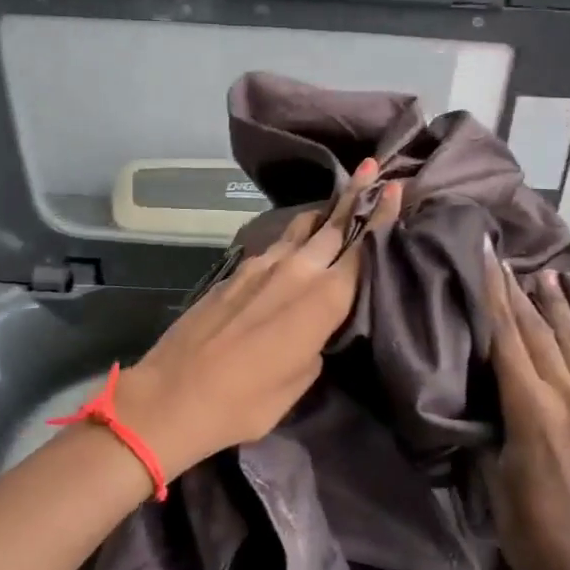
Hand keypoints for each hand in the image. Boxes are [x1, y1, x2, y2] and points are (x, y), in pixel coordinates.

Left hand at [117, 164, 402, 478]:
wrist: (173, 395)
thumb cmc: (246, 401)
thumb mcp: (300, 380)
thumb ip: (318, 343)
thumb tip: (316, 327)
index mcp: (323, 299)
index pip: (363, 249)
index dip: (382, 218)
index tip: (397, 188)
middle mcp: (296, 271)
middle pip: (333, 225)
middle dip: (355, 197)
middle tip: (371, 168)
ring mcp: (261, 267)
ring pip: (301, 229)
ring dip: (323, 213)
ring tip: (338, 198)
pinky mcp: (235, 273)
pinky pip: (276, 245)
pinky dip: (293, 237)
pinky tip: (295, 243)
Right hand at [481, 246, 569, 569]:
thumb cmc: (534, 538)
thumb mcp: (495, 482)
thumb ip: (492, 428)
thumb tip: (484, 396)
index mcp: (533, 413)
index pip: (508, 339)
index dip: (494, 295)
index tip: (486, 256)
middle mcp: (569, 397)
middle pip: (536, 331)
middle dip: (516, 290)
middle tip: (500, 254)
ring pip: (568, 341)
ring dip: (551, 305)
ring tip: (540, 272)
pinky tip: (568, 323)